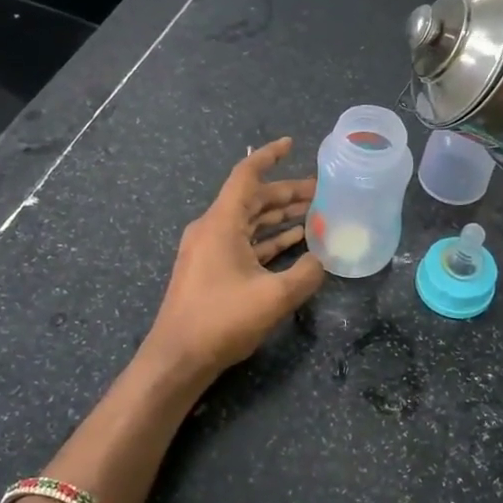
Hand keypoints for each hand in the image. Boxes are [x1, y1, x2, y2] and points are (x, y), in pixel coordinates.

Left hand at [144, 138, 324, 378]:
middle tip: (322, 192)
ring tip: (315, 215)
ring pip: (249, 222)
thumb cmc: (222, 320)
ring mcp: (209, 250)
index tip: (291, 144)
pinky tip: (294, 244)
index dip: (270, 156)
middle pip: (253, 199)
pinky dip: (268, 240)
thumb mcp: (274, 297)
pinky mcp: (210, 270)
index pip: (246, 175)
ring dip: (280, 217)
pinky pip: (243, 243)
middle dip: (287, 193)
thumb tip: (324, 260)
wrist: (177, 358)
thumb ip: (306, 274)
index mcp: (221, 222)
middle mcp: (212, 228)